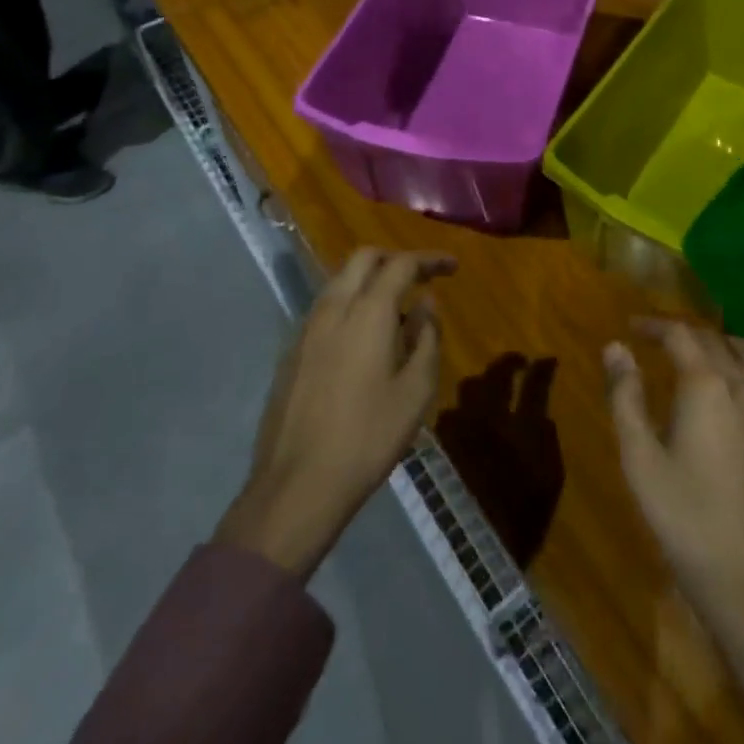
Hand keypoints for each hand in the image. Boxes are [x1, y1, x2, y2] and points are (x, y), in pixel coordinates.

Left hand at [216, 249, 454, 579]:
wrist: (297, 484)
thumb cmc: (368, 438)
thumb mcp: (415, 392)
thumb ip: (425, 338)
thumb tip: (426, 304)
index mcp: (367, 313)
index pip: (400, 264)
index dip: (429, 259)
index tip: (452, 267)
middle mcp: (333, 309)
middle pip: (363, 259)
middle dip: (395, 259)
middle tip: (421, 278)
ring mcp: (306, 329)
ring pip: (339, 281)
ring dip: (370, 280)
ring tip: (396, 310)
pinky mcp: (291, 352)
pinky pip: (325, 308)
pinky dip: (350, 303)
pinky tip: (364, 339)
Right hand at [605, 320, 743, 743]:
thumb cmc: (688, 521)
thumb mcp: (641, 460)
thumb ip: (626, 397)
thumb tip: (615, 348)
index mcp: (708, 385)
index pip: (681, 334)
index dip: (654, 325)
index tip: (631, 327)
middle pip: (715, 340)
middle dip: (683, 333)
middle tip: (655, 340)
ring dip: (721, 344)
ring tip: (696, 356)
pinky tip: (730, 393)